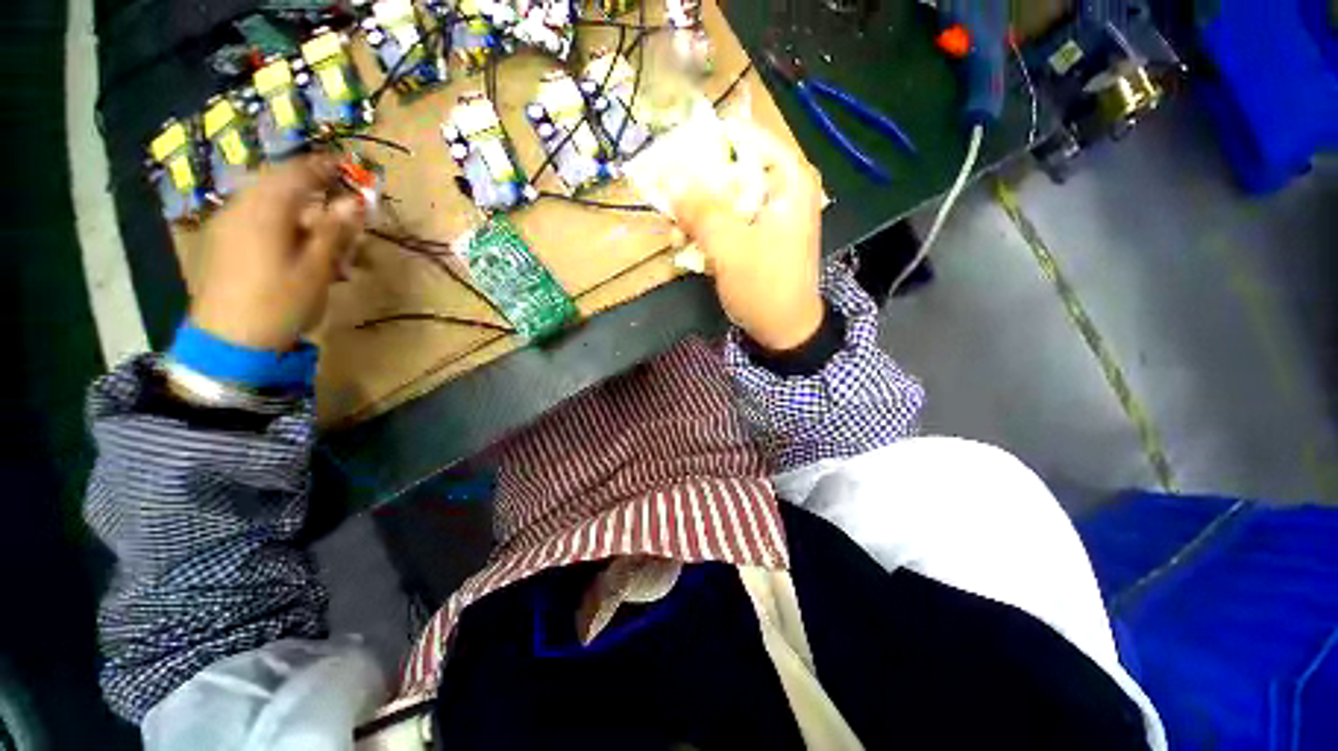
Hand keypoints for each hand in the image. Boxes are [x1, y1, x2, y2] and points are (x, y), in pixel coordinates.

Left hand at [190, 155, 365, 350]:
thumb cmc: (280, 303)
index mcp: (265, 209)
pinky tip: (297, 245)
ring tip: (326, 234)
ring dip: (300, 210)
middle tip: (342, 203)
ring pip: (269, 201)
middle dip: (313, 189)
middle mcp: (242, 207)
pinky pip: (256, 217)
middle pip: (281, 183)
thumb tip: (356, 202)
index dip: (326, 167)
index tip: (351, 167)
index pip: (298, 172)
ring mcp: (228, 223)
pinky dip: (282, 222)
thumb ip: (335, 231)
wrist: (229, 341)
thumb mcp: (317, 268)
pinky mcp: (223, 241)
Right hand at [670, 123, 824, 351]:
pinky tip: (689, 246)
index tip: (673, 157)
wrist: (785, 331)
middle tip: (669, 200)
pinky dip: (709, 232)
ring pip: (727, 199)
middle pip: (733, 170)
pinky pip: (730, 222)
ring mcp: (771, 216)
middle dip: (698, 188)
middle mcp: (783, 190)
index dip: (706, 144)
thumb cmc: (764, 286)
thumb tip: (670, 178)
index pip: (744, 137)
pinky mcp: (761, 238)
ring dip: (699, 215)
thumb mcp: (729, 247)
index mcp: (788, 180)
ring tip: (676, 233)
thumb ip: (700, 211)